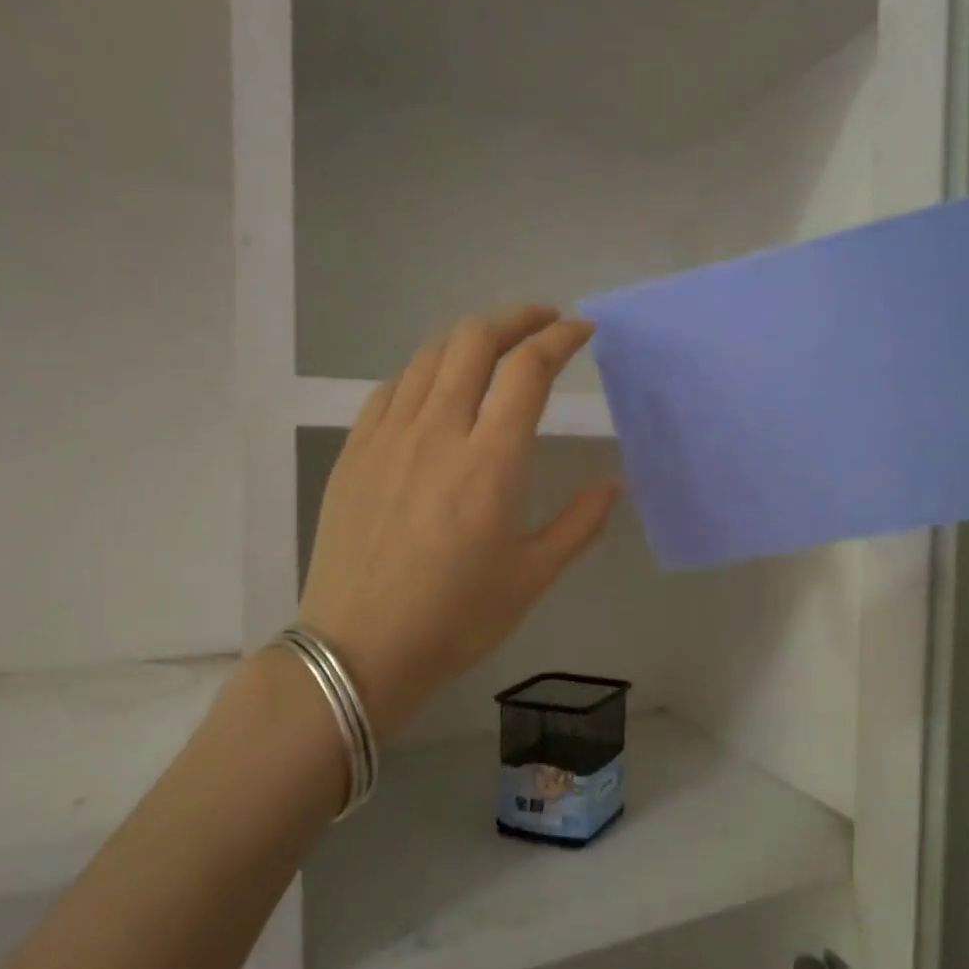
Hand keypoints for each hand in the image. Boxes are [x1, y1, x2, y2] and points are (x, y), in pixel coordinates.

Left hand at [297, 307, 620, 733]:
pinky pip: (393, 387)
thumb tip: (613, 485)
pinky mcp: (355, 452)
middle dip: (517, 318)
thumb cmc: (456, 619)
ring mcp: (388, 437)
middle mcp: (438, 433)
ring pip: (430, 355)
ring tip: (497, 346)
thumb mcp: (532, 577)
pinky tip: (439, 385)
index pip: (528, 370)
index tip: (582, 330)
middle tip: (544, 321)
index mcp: (490, 462)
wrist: (359, 650)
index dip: (560, 338)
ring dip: (471, 337)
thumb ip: (579, 524)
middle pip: (475, 341)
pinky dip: (427, 369)